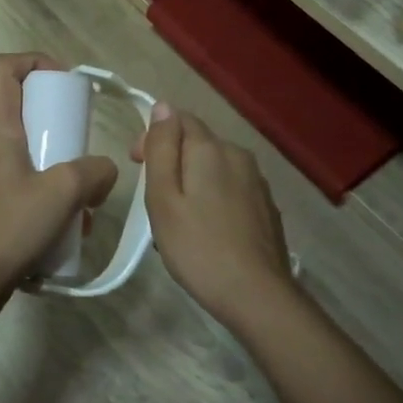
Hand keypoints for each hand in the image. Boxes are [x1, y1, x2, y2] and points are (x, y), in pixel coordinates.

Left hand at [0, 53, 117, 314]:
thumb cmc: (7, 225)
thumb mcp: (62, 193)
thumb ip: (92, 172)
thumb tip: (104, 170)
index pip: (3, 68)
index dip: (34, 61)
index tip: (65, 83)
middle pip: (21, 112)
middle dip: (59, 128)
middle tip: (84, 151)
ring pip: (25, 155)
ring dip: (58, 171)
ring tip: (84, 204)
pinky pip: (19, 186)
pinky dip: (44, 198)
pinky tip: (67, 230)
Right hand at [135, 104, 299, 335]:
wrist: (257, 295)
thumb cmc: (198, 247)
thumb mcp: (163, 198)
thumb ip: (162, 149)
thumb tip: (162, 107)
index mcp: (211, 149)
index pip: (178, 119)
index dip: (153, 136)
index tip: (136, 166)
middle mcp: (238, 155)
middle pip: (198, 143)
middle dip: (172, 161)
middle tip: (154, 201)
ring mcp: (257, 182)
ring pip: (215, 168)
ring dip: (193, 182)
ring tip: (177, 220)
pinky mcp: (266, 207)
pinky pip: (231, 189)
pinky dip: (213, 199)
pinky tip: (205, 230)